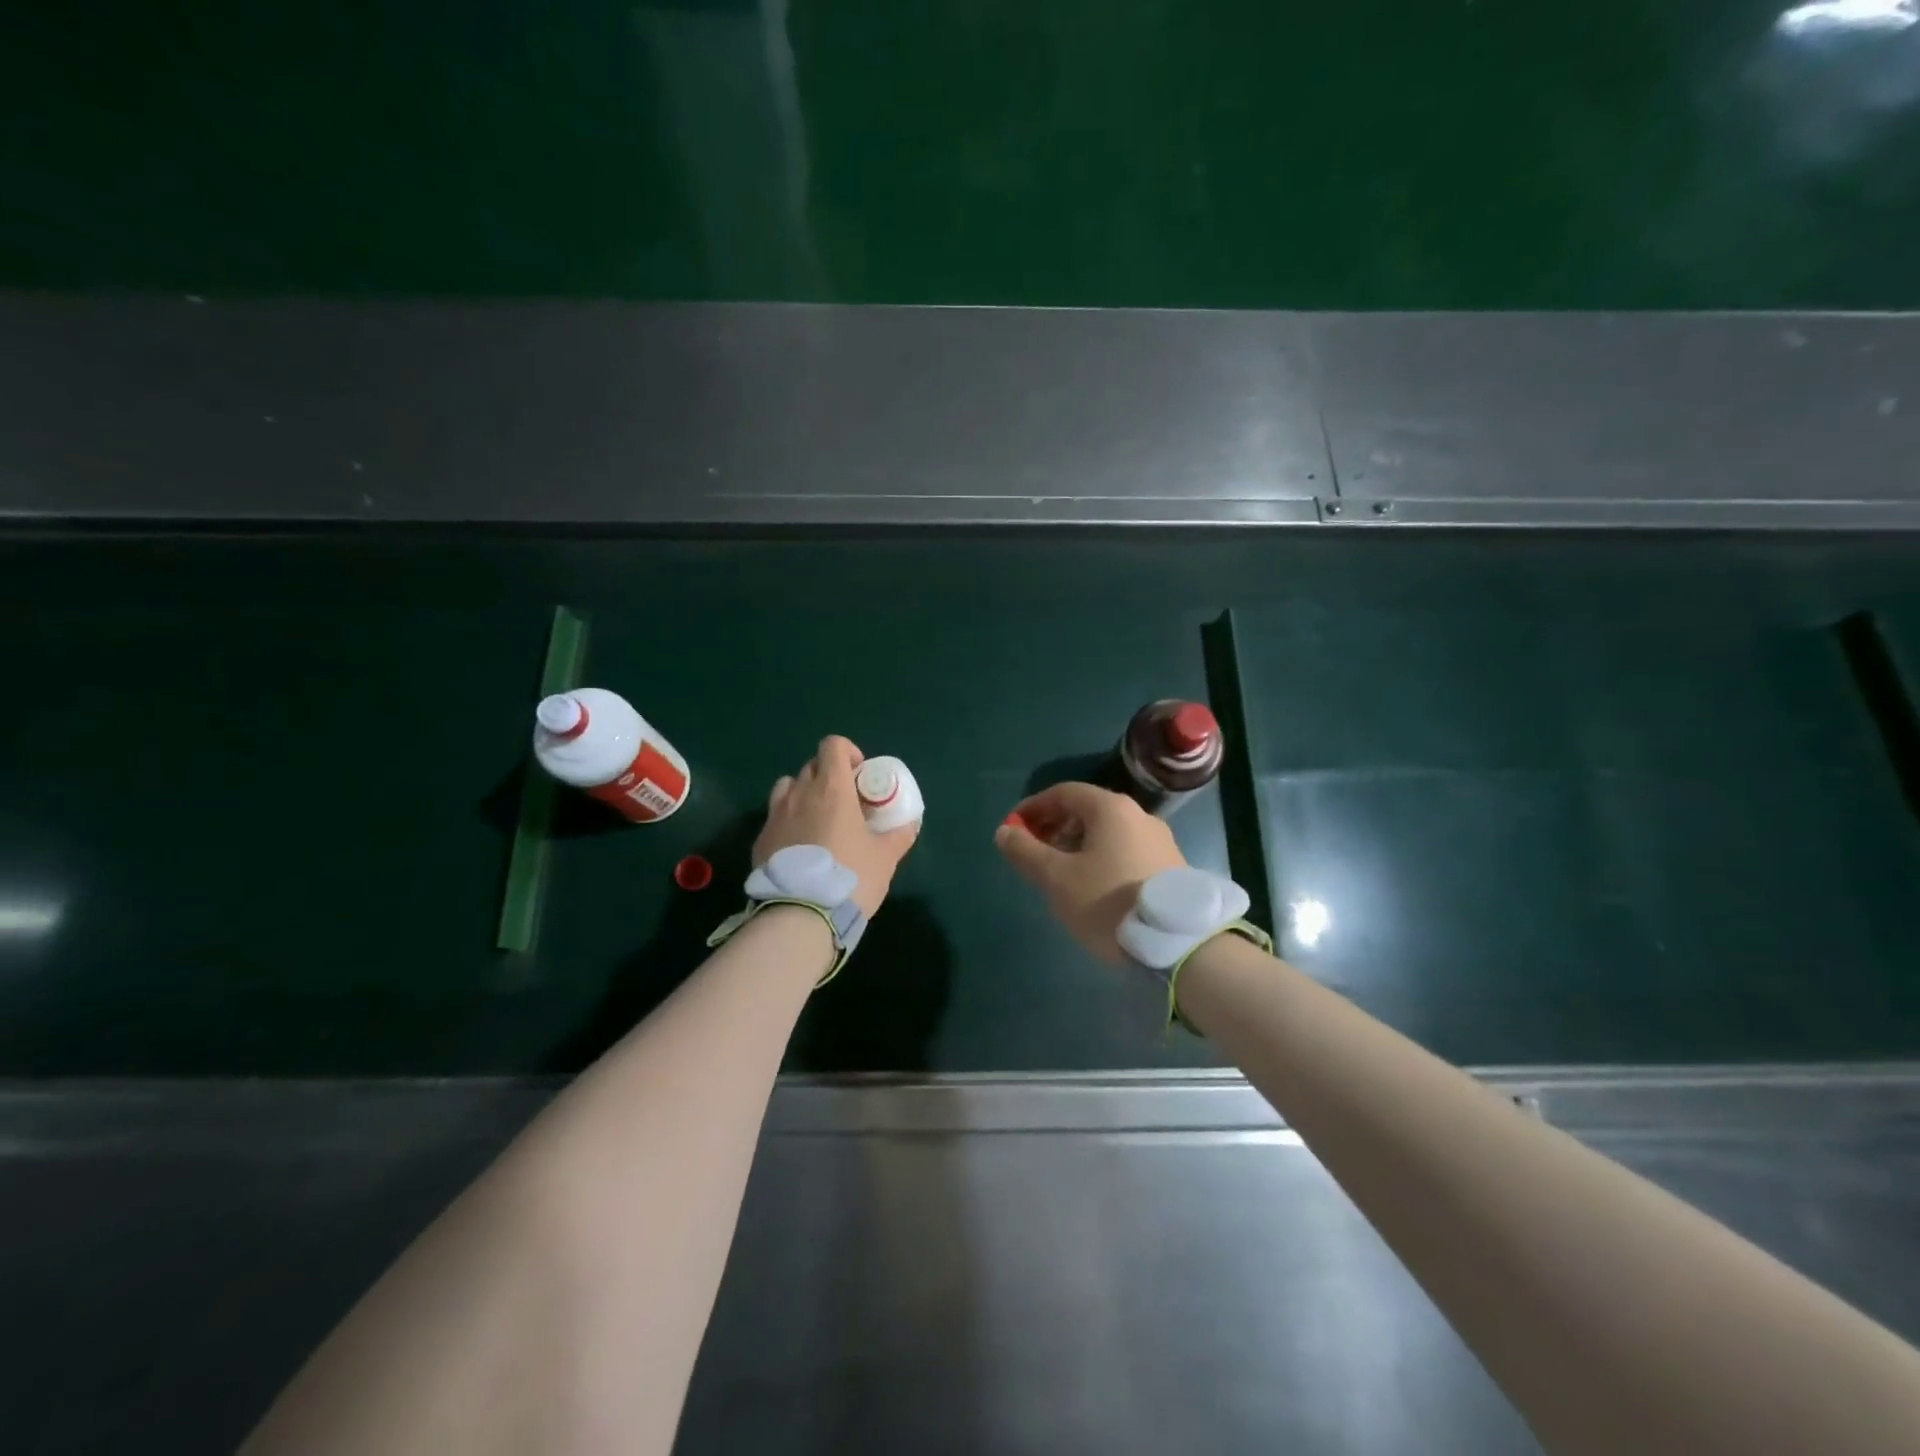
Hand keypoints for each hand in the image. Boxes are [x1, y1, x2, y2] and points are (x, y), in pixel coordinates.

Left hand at [754, 736, 916, 916]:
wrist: (801, 914)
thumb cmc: (850, 877)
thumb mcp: (885, 857)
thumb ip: (899, 835)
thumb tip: (910, 823)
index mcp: (832, 789)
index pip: (833, 745)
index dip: (848, 753)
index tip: (859, 775)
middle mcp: (800, 794)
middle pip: (812, 766)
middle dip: (829, 776)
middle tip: (845, 802)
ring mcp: (775, 815)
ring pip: (788, 787)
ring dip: (804, 794)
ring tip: (817, 820)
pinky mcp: (760, 839)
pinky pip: (775, 817)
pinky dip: (788, 822)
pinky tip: (800, 848)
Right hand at [994, 782, 1187, 961]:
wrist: (1177, 943)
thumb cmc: (1108, 902)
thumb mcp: (1056, 878)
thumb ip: (1026, 851)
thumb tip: (1004, 832)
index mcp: (1110, 809)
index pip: (1063, 793)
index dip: (1033, 807)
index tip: (1013, 829)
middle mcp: (1138, 815)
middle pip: (1087, 810)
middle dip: (1054, 826)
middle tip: (1032, 852)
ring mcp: (1159, 840)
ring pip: (1107, 832)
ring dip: (1076, 844)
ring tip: (1059, 873)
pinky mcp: (1170, 866)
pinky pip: (1125, 849)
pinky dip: (1100, 857)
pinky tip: (1092, 885)